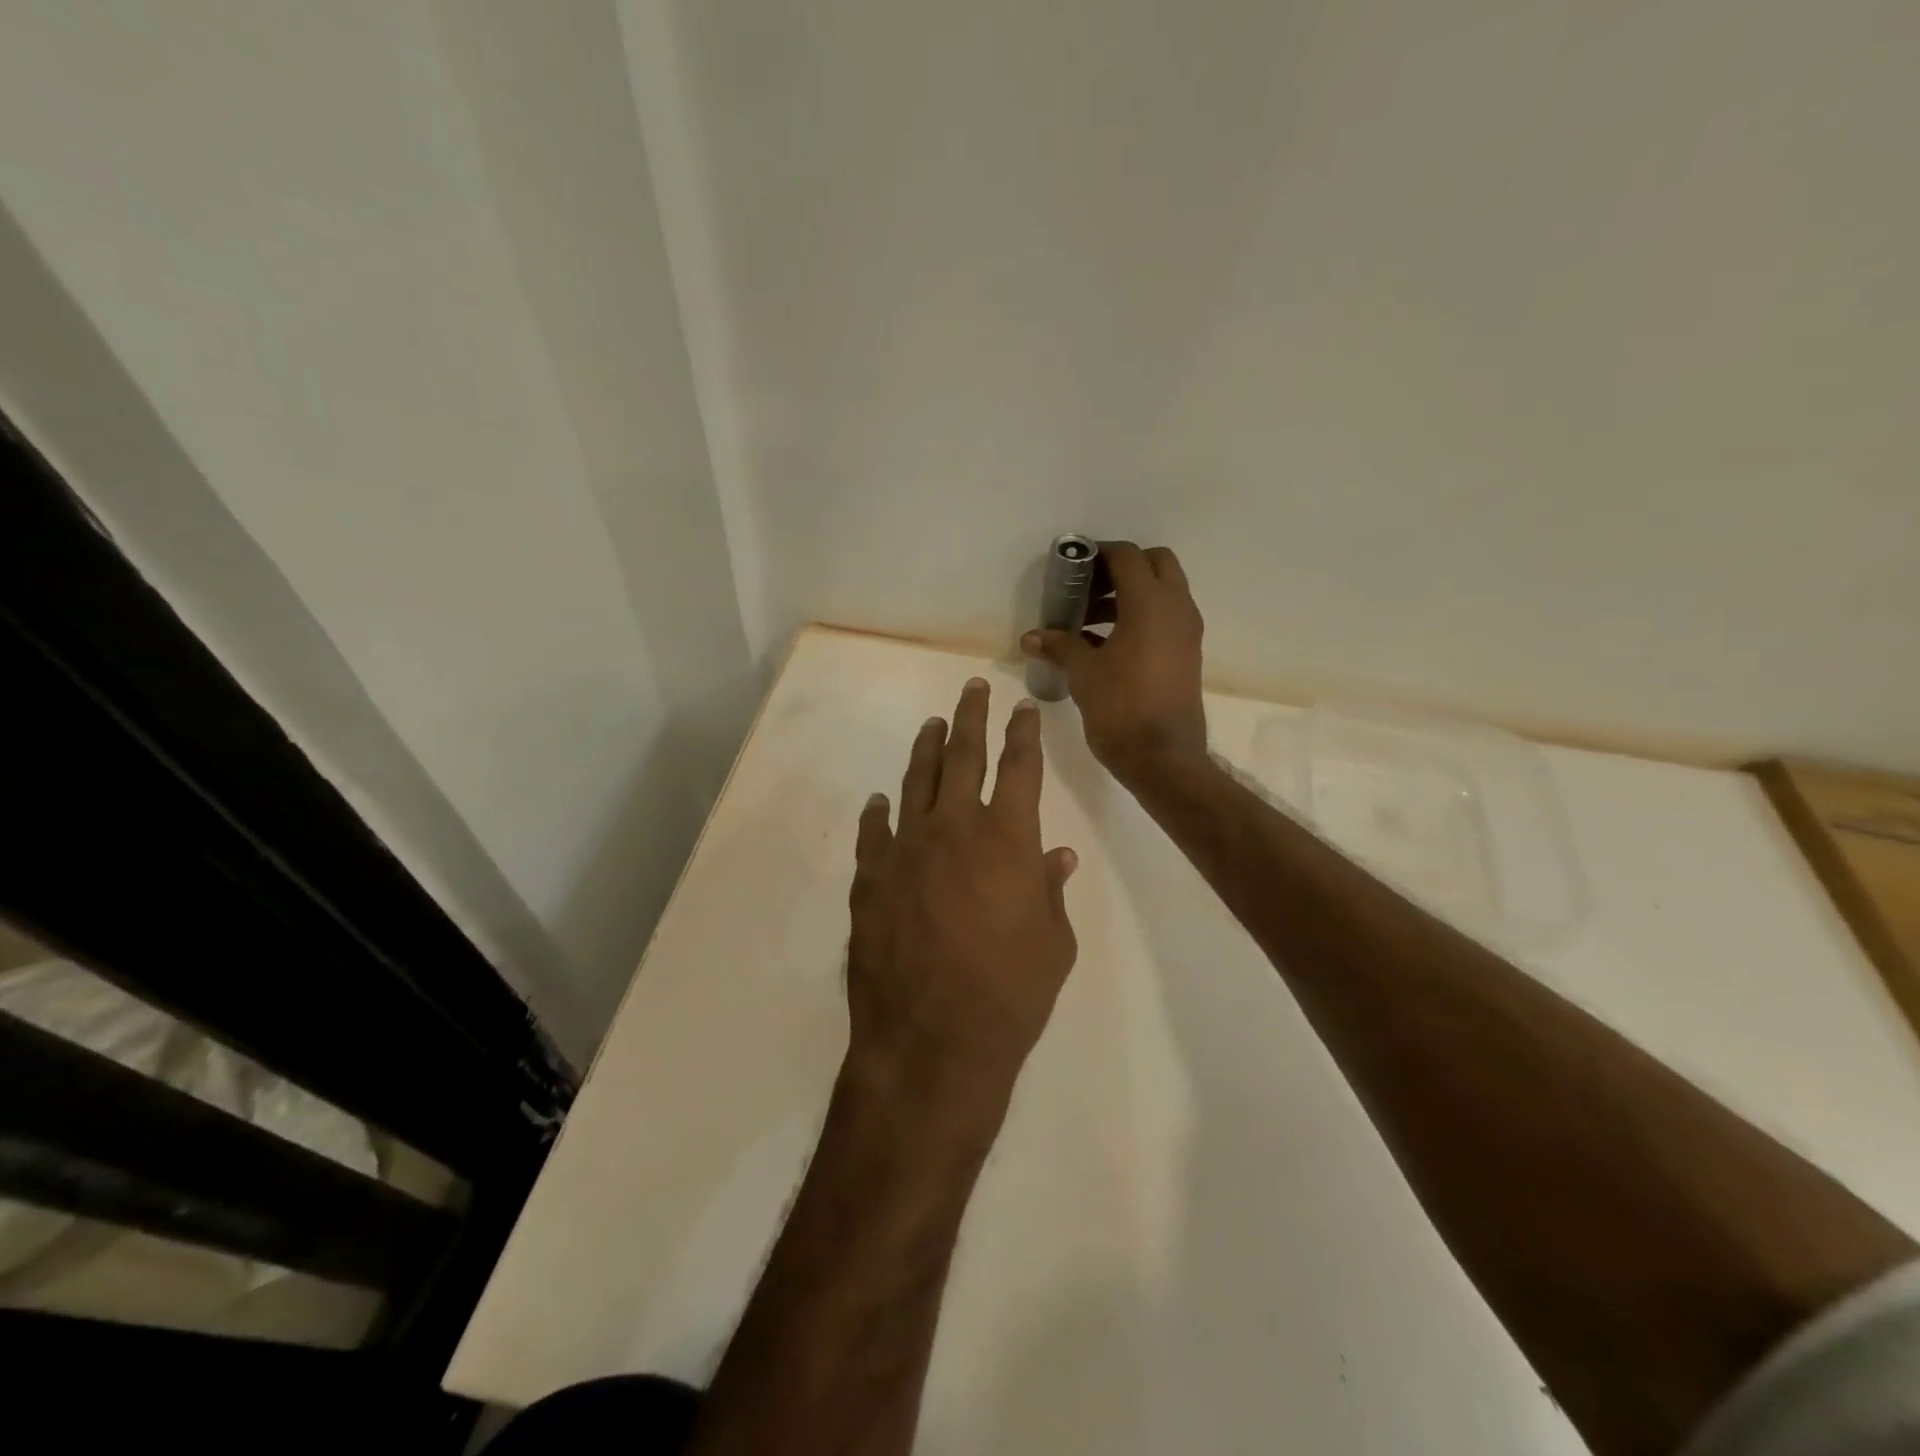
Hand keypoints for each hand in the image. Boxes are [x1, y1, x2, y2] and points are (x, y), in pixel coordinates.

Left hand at [845, 679, 1078, 1137]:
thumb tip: (1056, 855)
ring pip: (916, 782)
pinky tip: (881, 801)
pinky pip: (874, 833)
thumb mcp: (1053, 944)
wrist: (932, 1042)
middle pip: (962, 755)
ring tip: (932, 725)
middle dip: (970, 716)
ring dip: (925, 749)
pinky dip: (879, 812)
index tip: (1022, 708)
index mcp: (1007, 837)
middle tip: (972, 687)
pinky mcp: (870, 879)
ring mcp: (905, 850)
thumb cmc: (1010, 995)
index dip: (1023, 733)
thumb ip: (1051, 890)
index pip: (1019, 767)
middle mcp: (954, 828)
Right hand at [1020, 541, 1206, 784]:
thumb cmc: (1120, 707)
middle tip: (1088, 588)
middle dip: (1121, 568)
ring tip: (1087, 621)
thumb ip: (1059, 645)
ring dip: (1129, 595)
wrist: (1163, 757)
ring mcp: (1186, 632)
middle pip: (1155, 564)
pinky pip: (1165, 618)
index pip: (1128, 557)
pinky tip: (1105, 645)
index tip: (1073, 565)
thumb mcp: (1083, 673)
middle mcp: (1176, 609)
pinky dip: (1140, 617)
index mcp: (1150, 603)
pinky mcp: (1187, 654)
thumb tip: (1031, 637)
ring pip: (1162, 592)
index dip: (1099, 553)